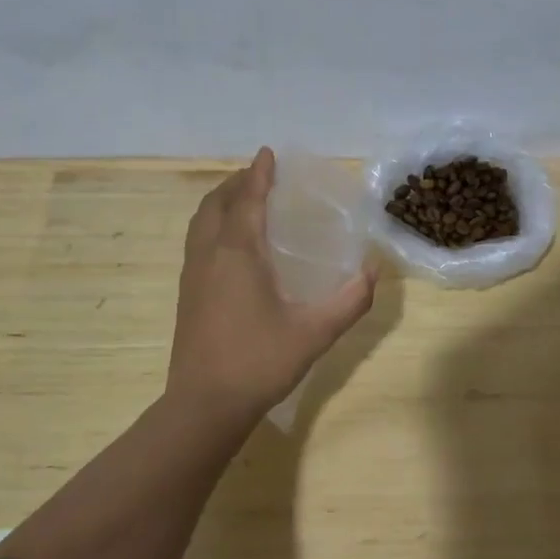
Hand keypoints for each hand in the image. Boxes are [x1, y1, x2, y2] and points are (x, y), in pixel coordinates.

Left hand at [166, 147, 378, 427]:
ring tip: (243, 200)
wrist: (204, 405)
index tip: (268, 153)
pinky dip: (212, 224)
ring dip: (220, 202)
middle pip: (216, 204)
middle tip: (260, 176)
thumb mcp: (314, 333)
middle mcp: (210, 255)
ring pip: (200, 222)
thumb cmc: (259, 362)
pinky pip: (197, 241)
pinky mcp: (186, 293)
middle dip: (236, 183)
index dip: (258, 174)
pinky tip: (231, 244)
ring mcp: (192, 274)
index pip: (247, 199)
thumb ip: (349, 301)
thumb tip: (373, 272)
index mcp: (238, 254)